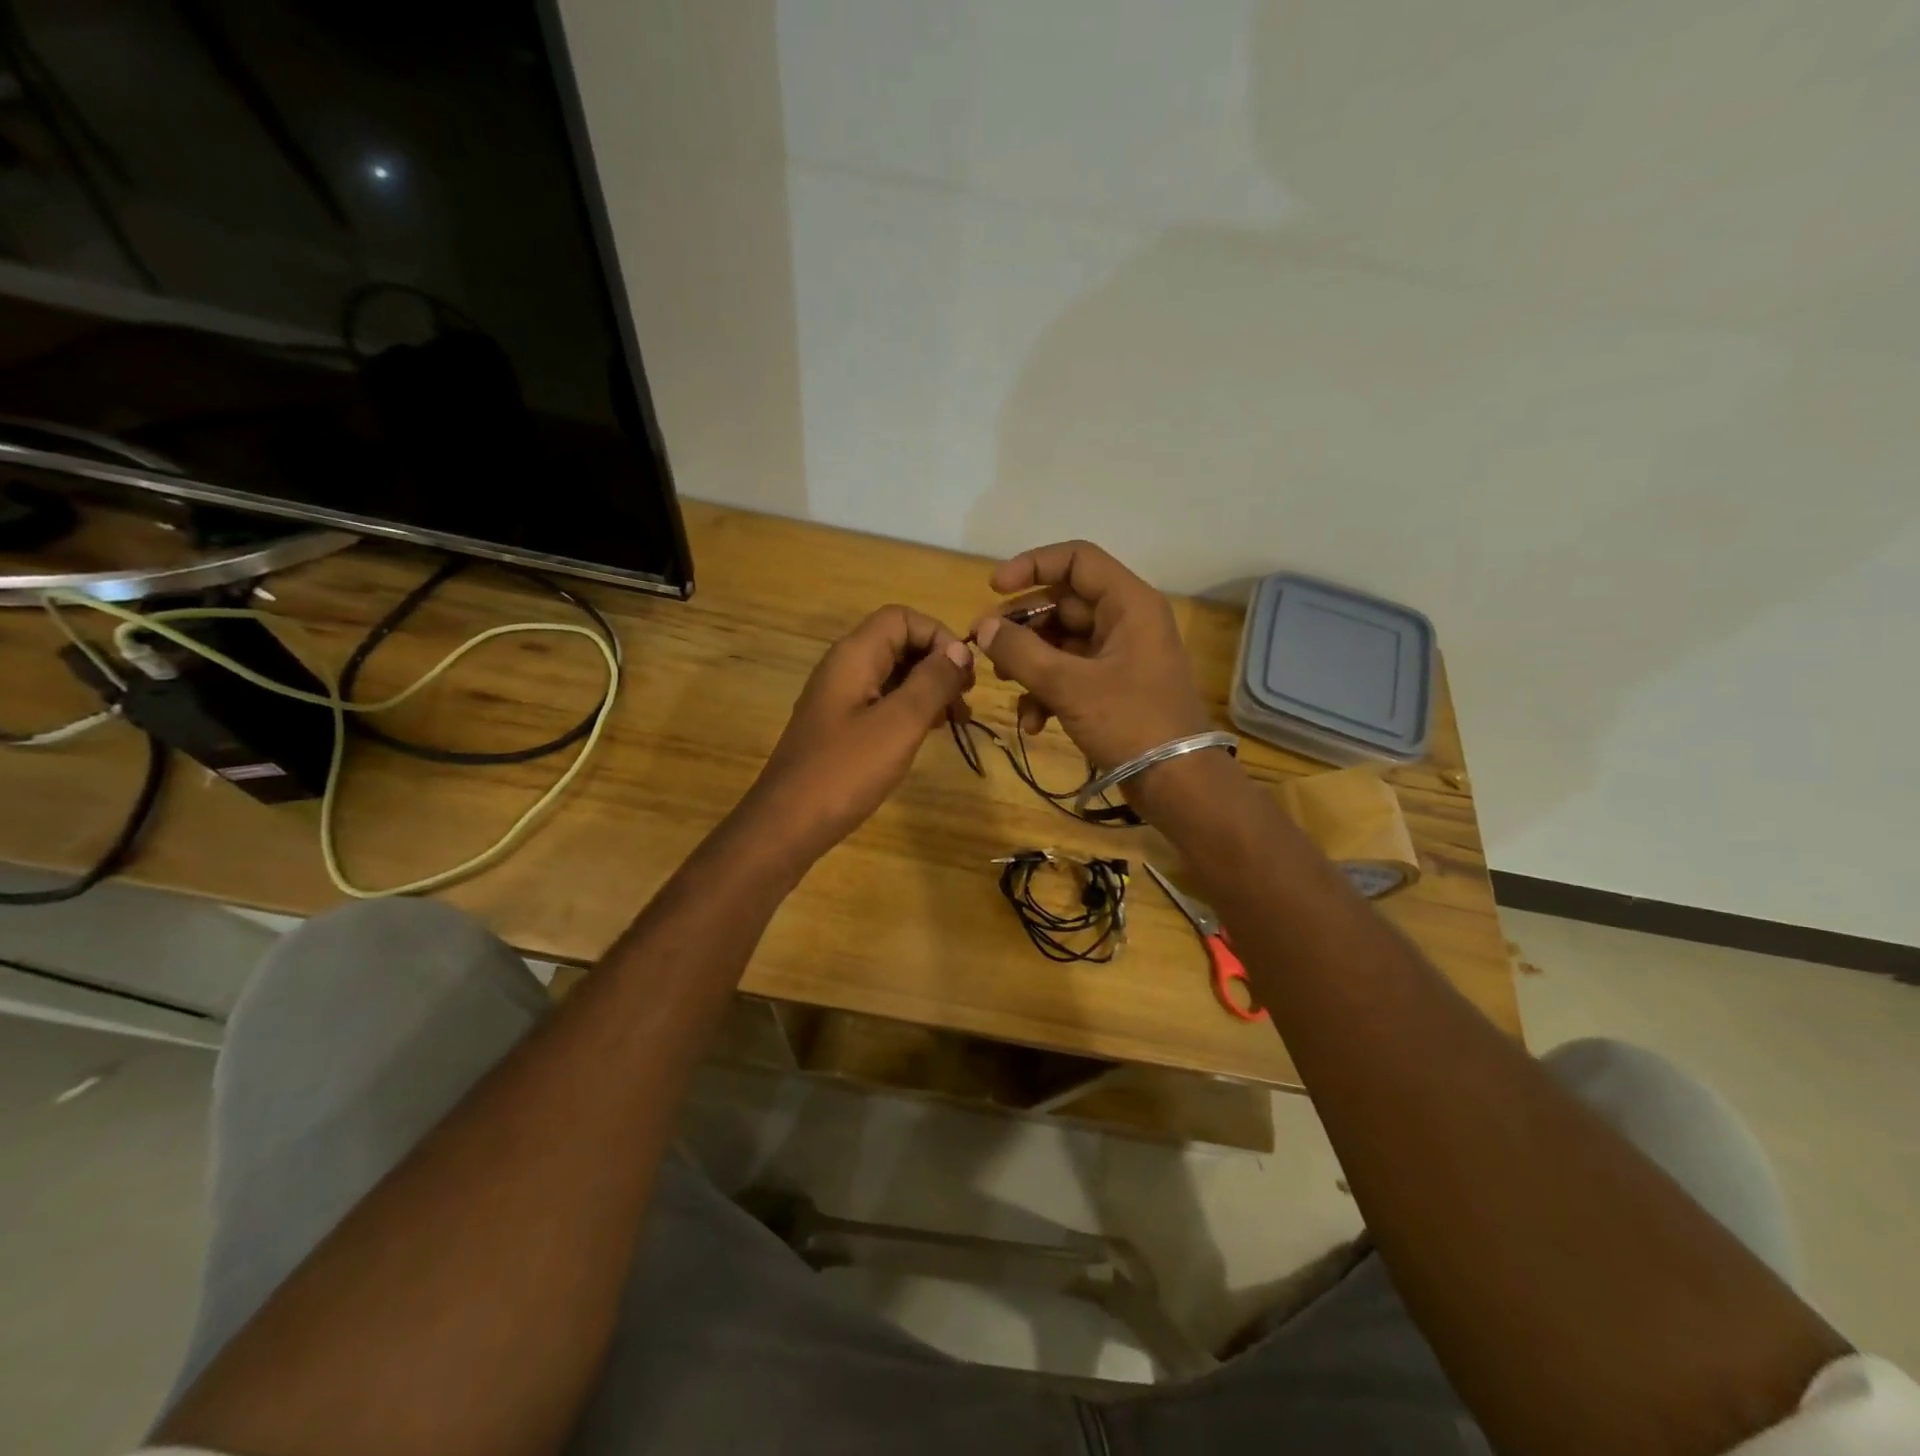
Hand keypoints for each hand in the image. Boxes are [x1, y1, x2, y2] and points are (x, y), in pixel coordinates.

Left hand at [749, 605, 973, 856]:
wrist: (787, 825)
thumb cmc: (846, 771)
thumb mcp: (899, 723)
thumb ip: (933, 681)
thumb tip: (960, 649)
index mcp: (854, 656)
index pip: (902, 617)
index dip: (938, 636)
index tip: (964, 674)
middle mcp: (844, 667)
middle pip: (898, 642)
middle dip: (937, 663)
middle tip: (965, 700)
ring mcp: (839, 698)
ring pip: (892, 673)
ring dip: (927, 688)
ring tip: (956, 720)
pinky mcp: (839, 726)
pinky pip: (881, 701)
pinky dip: (909, 708)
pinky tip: (927, 733)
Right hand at [969, 540, 1210, 771]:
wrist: (1177, 783)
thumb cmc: (1130, 722)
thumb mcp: (1069, 685)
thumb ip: (1021, 652)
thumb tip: (983, 629)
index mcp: (1128, 604)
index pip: (1076, 560)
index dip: (1032, 565)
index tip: (994, 589)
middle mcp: (1125, 621)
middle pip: (1063, 603)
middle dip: (1021, 625)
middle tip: (984, 645)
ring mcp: (1119, 656)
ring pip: (1061, 642)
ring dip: (1029, 662)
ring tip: (1004, 684)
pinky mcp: (1112, 688)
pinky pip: (1070, 674)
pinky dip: (1047, 692)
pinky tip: (1032, 723)